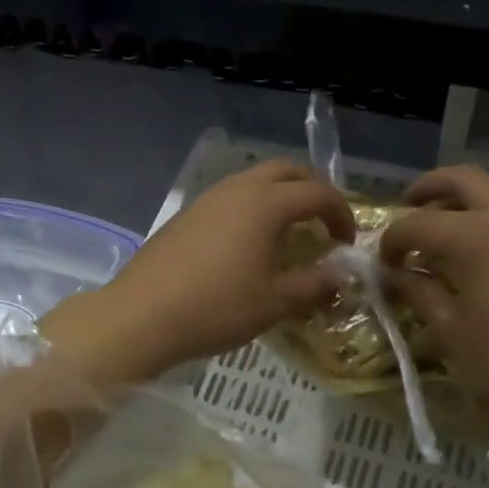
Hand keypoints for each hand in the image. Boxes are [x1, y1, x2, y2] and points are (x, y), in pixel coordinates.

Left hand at [80, 160, 355, 380]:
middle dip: (312, 190)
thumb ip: (314, 284)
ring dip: (280, 196)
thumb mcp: (274, 302)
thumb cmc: (216, 309)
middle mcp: (237, 189)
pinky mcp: (186, 215)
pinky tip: (248, 244)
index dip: (341, 214)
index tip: (348, 243)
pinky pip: (230, 197)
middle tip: (323, 223)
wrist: (140, 316)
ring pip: (254, 180)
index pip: (318, 192)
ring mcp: (207, 199)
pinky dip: (252, 207)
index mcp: (265, 203)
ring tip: (288, 233)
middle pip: (286, 171)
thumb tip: (341, 275)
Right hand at [381, 165, 488, 427]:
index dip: (392, 241)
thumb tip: (397, 275)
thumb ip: (419, 293)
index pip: (417, 223)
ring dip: (469, 202)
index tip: (385, 264)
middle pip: (463, 178)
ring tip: (453, 232)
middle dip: (430, 188)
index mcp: (474, 235)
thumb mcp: (451, 332)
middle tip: (411, 206)